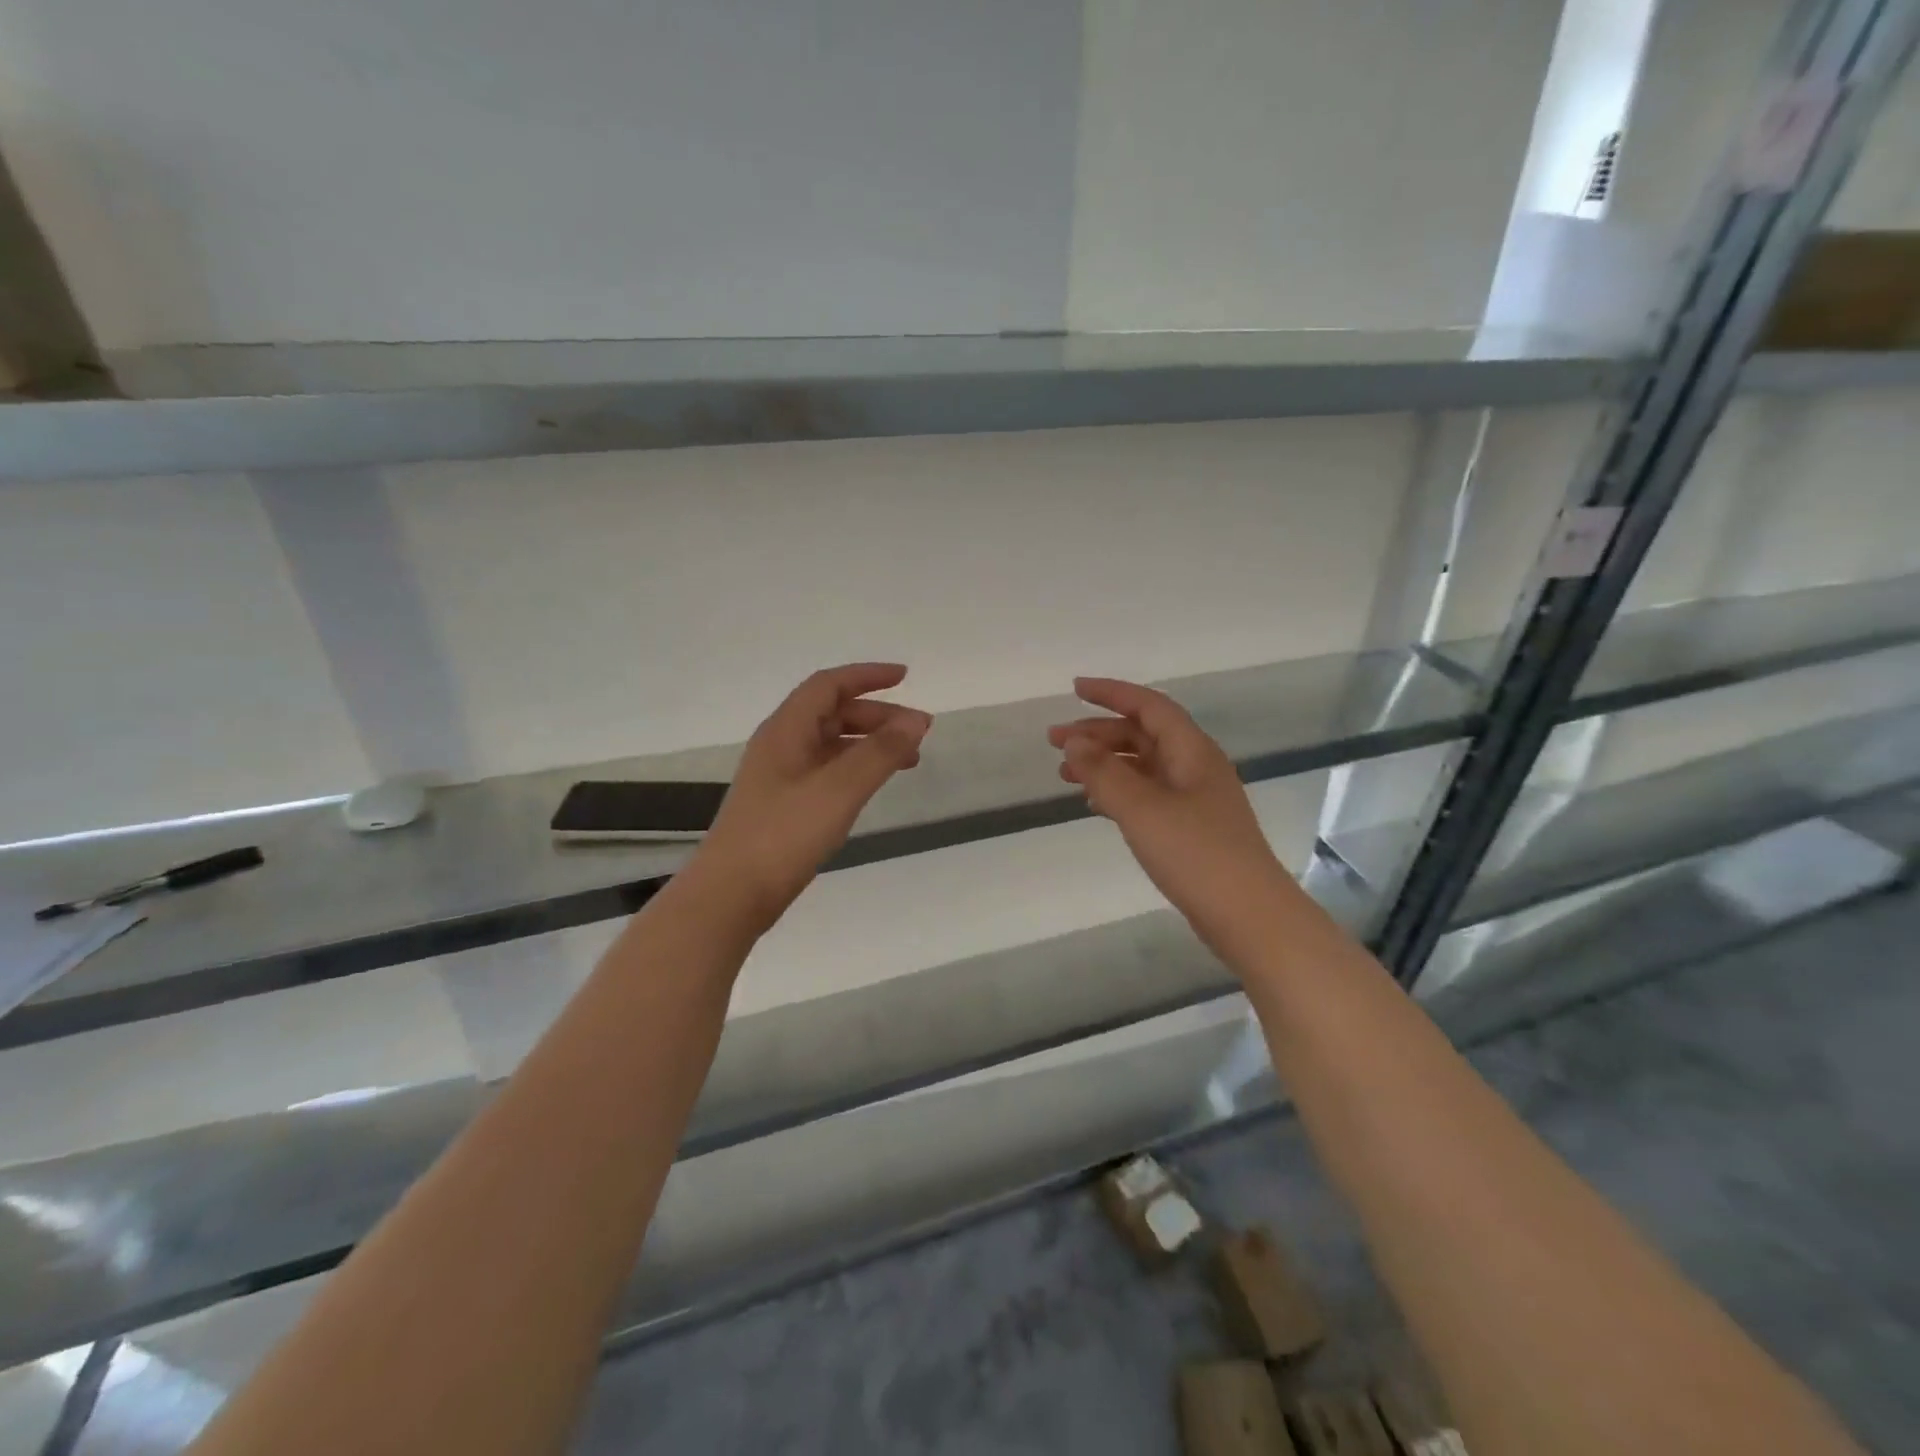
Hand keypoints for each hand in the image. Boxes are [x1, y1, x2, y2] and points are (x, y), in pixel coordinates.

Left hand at [697, 663, 931, 925]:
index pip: (828, 685)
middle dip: (877, 716)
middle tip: (918, 732)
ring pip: (831, 744)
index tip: (905, 677)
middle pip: (832, 713)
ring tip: (908, 760)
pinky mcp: (783, 805)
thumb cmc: (783, 835)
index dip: (867, 676)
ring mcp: (780, 777)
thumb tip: (916, 720)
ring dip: (869, 743)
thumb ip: (880, 753)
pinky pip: (826, 770)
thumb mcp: (839, 790)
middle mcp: (781, 745)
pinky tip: (872, 785)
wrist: (731, 895)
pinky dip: (855, 768)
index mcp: (786, 730)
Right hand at [1049, 677, 1288, 957]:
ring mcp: (1195, 799)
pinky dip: (1117, 792)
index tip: (1074, 690)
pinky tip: (1094, 805)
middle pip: (1142, 734)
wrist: (1248, 916)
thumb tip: (1073, 743)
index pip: (1148, 706)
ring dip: (1104, 763)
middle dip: (1098, 733)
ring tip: (1065, 775)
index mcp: (1191, 751)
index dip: (1111, 693)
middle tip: (1054, 742)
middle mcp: (1195, 767)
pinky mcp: (1190, 828)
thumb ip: (1103, 772)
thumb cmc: (1196, 854)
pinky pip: (1147, 794)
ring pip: (1142, 766)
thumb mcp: (1141, 808)